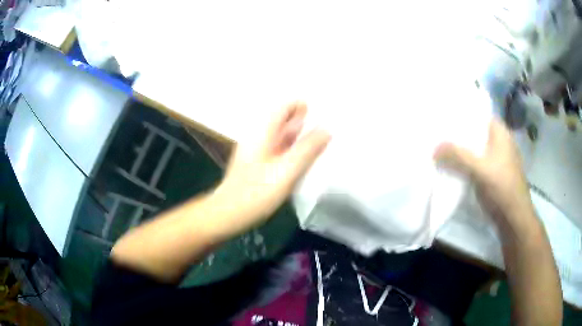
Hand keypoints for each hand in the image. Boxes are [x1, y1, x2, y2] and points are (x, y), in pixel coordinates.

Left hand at [213, 102, 330, 235]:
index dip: (302, 105)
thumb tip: (326, 130)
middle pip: (284, 121)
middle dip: (305, 120)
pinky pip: (280, 150)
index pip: (284, 107)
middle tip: (329, 124)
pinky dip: (294, 149)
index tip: (323, 110)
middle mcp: (260, 136)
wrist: (230, 213)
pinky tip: (306, 158)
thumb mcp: (287, 170)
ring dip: (301, 136)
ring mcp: (258, 150)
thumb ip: (307, 149)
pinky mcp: (259, 164)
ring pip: (283, 136)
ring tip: (323, 139)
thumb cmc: (257, 191)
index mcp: (263, 132)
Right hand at [434, 118, 533, 227]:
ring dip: (463, 150)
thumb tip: (434, 148)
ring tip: (443, 148)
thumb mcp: (479, 169)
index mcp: (501, 133)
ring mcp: (499, 159)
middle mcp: (501, 142)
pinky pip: (478, 163)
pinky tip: (455, 166)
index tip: (444, 116)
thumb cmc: (502, 188)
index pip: (480, 114)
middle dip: (459, 134)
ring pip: (477, 149)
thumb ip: (457, 156)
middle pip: (477, 132)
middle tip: (439, 133)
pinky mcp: (495, 174)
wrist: (513, 218)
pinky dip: (467, 164)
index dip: (462, 114)